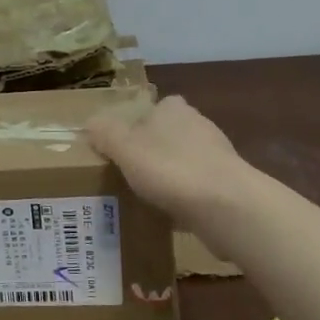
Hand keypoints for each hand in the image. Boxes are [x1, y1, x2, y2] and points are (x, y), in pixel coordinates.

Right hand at [85, 95, 253, 232]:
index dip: (138, 123)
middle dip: (153, 149)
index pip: (155, 106)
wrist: (226, 206)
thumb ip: (105, 133)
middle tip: (129, 171)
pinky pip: (198, 187)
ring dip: (170, 174)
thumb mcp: (124, 148)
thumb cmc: (170, 169)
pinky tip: (171, 212)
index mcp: (174, 109)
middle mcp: (199, 124)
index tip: (122, 144)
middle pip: (169, 133)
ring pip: (184, 160)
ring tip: (146, 195)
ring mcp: (218, 155)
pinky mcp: (228, 184)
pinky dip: (185, 196)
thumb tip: (91, 123)